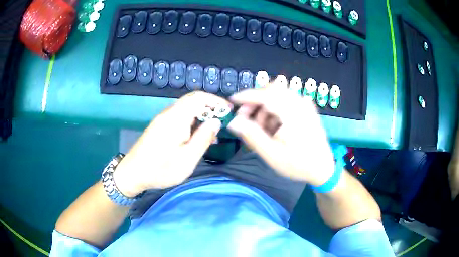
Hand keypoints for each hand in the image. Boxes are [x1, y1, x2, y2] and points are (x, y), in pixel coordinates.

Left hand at [113, 92, 230, 196]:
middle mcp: (168, 114)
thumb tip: (216, 121)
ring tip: (212, 131)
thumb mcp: (187, 159)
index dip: (216, 101)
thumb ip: (203, 138)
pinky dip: (192, 120)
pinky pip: (179, 116)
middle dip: (210, 107)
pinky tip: (196, 135)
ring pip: (186, 108)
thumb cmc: (160, 169)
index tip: (229, 111)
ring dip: (201, 114)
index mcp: (176, 118)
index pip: (199, 98)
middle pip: (192, 100)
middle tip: (223, 121)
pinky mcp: (159, 126)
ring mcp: (162, 119)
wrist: (132, 173)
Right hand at [227, 79, 334, 185]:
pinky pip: (285, 101)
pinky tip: (273, 127)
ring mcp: (305, 104)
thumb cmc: (298, 164)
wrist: (322, 168)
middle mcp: (300, 103)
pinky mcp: (306, 108)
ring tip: (261, 128)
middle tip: (245, 119)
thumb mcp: (272, 154)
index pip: (265, 94)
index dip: (246, 96)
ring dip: (264, 107)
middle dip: (255, 102)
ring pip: (277, 95)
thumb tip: (233, 121)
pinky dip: (274, 110)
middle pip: (271, 90)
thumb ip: (252, 135)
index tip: (232, 102)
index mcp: (293, 113)